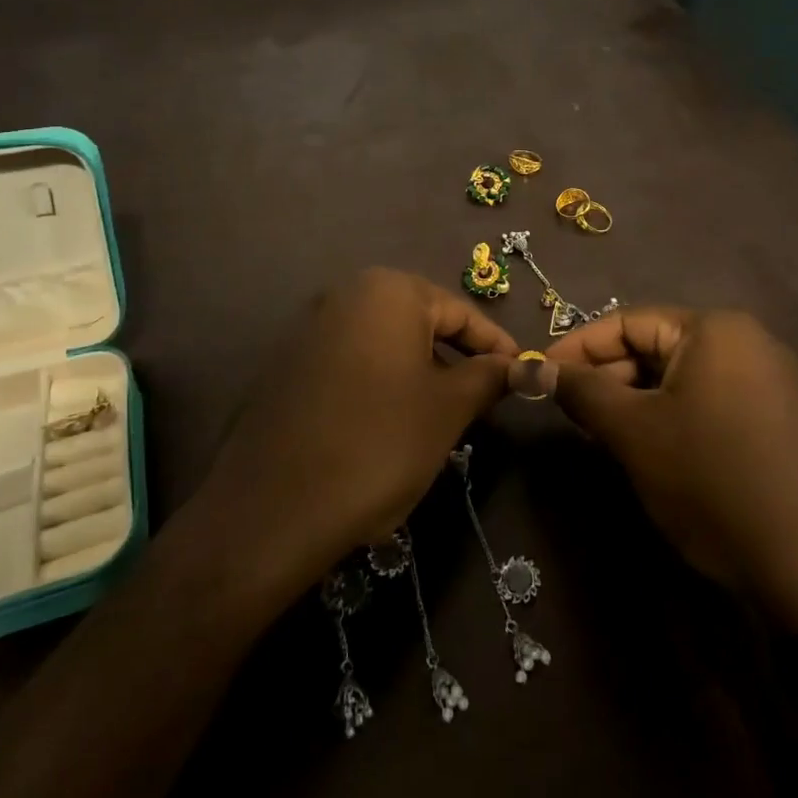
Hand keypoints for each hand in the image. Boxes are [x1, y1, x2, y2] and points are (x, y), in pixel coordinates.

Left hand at [191, 268, 518, 597]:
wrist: (272, 507)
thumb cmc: (378, 443)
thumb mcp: (448, 409)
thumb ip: (490, 376)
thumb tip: (525, 365)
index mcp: (389, 290)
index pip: (460, 312)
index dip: (495, 346)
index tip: (521, 375)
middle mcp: (346, 294)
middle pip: (420, 322)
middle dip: (455, 359)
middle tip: (481, 401)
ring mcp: (310, 327)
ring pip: (385, 343)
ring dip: (418, 373)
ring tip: (438, 418)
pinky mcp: (287, 363)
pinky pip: (350, 361)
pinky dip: (378, 383)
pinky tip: (385, 425)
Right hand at [545, 307, 797, 629]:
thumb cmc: (710, 480)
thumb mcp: (633, 432)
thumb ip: (580, 391)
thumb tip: (532, 369)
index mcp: (715, 328)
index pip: (627, 321)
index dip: (577, 347)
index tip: (540, 374)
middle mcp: (746, 340)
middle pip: (655, 345)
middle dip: (607, 375)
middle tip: (567, 410)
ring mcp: (768, 379)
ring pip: (679, 375)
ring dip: (634, 397)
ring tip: (599, 431)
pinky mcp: (776, 417)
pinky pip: (707, 397)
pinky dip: (669, 413)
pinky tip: (646, 445)